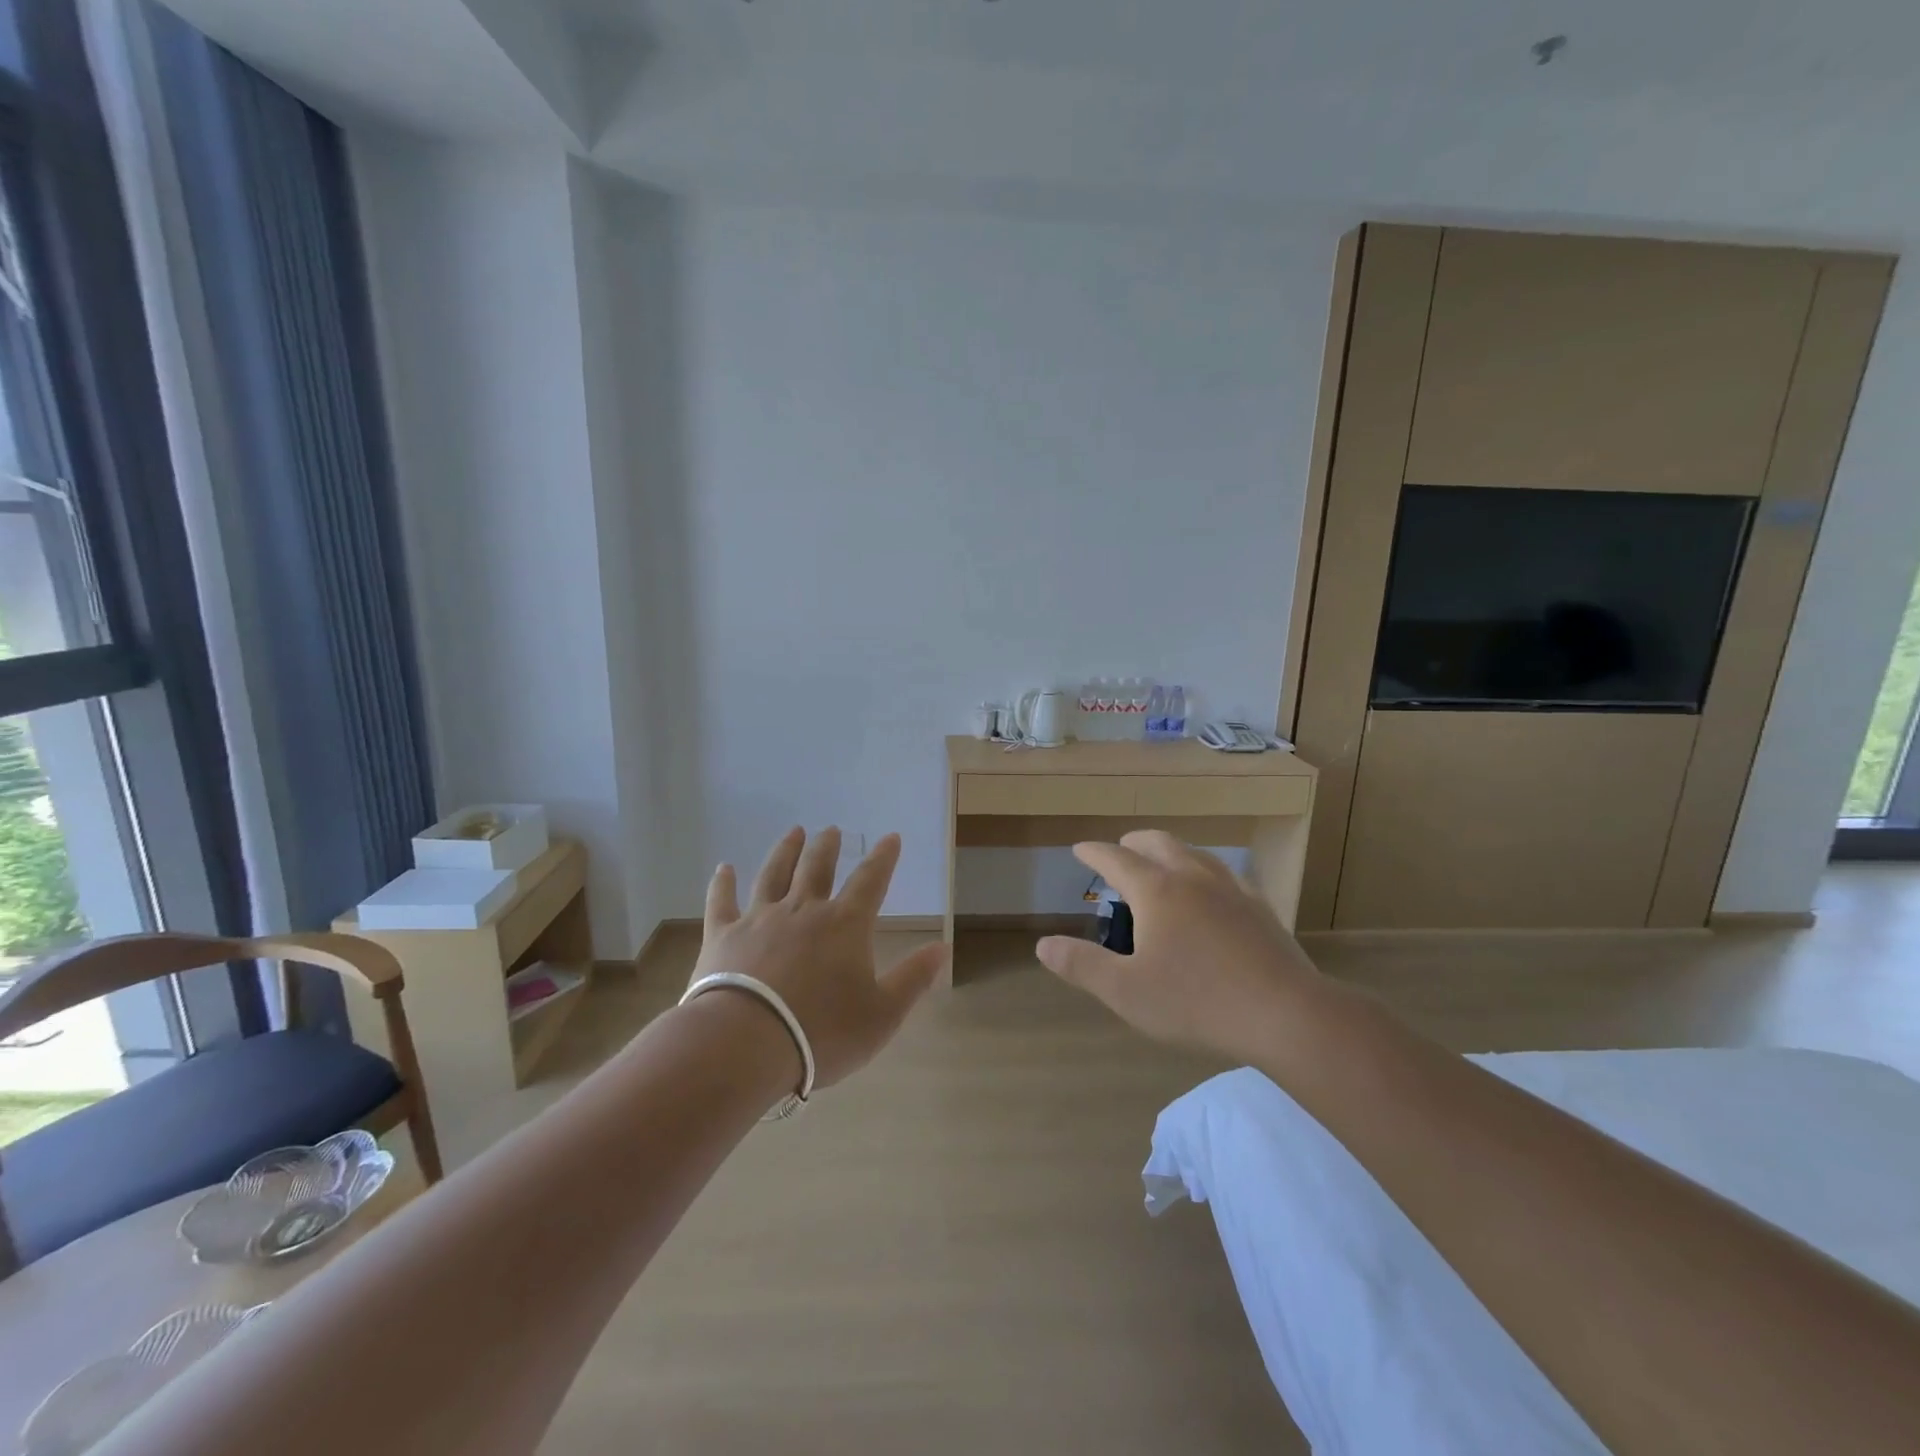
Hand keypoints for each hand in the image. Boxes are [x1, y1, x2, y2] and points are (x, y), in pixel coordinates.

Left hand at [692, 827, 947, 1088]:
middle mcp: (803, 910)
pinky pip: (721, 901)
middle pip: (817, 867)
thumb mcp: (882, 1015)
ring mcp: (759, 919)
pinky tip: (723, 868)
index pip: (870, 881)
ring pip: (774, 874)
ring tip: (794, 832)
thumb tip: (942, 947)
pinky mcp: (723, 935)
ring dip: (786, 851)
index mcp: (844, 925)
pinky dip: (722, 883)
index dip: (883, 858)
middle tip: (832, 830)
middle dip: (828, 846)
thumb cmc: (820, 1033)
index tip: (890, 838)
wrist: (744, 1044)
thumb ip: (913, 979)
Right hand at [1035, 830, 1328, 1065]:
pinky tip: (1214, 890)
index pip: (1116, 859)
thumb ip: (1082, 965)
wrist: (1284, 1013)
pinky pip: (1226, 875)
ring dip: (1171, 851)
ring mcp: (1231, 889)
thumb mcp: (1126, 991)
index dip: (1094, 853)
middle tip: (1121, 849)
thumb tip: (1044, 944)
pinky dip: (1206, 872)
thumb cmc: (1196, 1001)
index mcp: (1157, 891)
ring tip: (1163, 862)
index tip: (1080, 849)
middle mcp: (1192, 878)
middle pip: (1158, 844)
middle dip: (1134, 843)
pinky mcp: (1260, 908)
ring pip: (1195, 853)